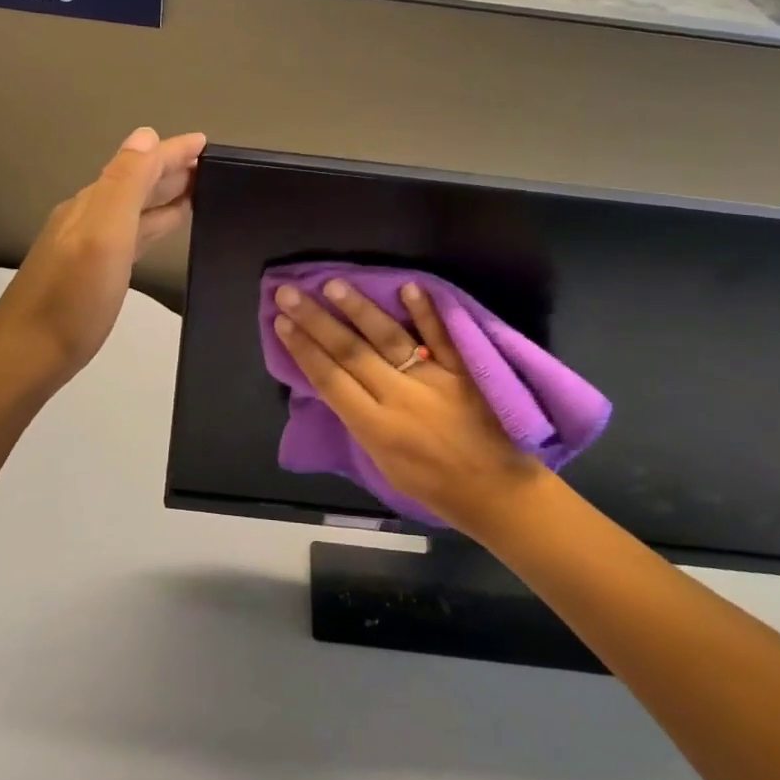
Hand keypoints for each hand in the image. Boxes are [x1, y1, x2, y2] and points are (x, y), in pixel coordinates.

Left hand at [0, 127, 205, 390]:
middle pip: (136, 182)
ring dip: (163, 196)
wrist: (26, 356)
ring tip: (196, 192)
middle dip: (171, 169)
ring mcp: (87, 246)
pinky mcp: (91, 273)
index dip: (173, 152)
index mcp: (93, 203)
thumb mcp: (102, 234)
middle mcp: (88, 217)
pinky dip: (151, 224)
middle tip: (211, 166)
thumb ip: (125, 184)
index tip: (208, 142)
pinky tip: (160, 231)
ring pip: (134, 209)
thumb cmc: (71, 299)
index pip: (140, 164)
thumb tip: (147, 134)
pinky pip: (130, 235)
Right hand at [272, 278, 545, 534]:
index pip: (330, 380)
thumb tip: (337, 384)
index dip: (303, 349)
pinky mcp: (466, 372)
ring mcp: (434, 381)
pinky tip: (408, 287)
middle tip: (289, 292)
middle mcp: (399, 399)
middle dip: (316, 320)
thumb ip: (361, 423)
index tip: (281, 322)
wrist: (499, 494)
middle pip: (350, 352)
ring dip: (359, 309)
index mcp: (375, 428)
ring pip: (389, 339)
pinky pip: (443, 338)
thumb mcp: (383, 465)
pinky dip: (427, 313)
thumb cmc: (435, 487)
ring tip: (333, 284)